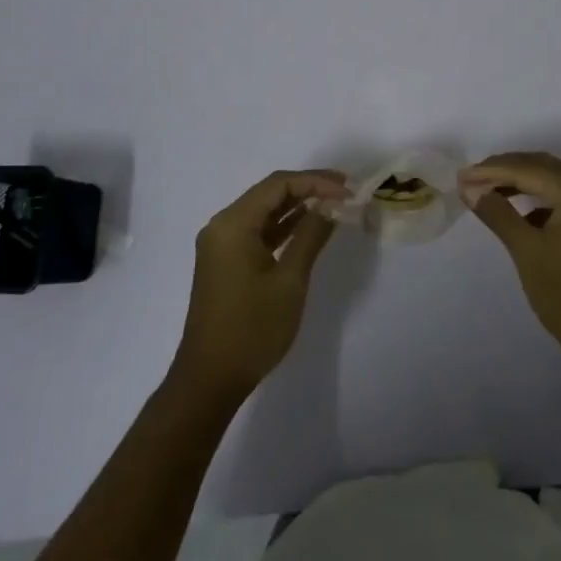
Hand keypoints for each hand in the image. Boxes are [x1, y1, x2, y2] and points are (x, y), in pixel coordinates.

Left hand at [175, 169, 348, 401]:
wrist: (210, 379)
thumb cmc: (252, 328)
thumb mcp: (289, 280)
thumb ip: (311, 235)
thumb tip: (332, 205)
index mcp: (233, 224)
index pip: (278, 184)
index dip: (316, 181)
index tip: (349, 189)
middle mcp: (222, 226)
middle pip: (269, 193)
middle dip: (309, 189)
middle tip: (346, 191)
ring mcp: (222, 245)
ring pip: (264, 212)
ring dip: (298, 206)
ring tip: (335, 205)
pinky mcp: (226, 262)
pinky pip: (258, 232)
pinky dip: (284, 227)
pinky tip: (310, 226)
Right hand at [460, 152, 560, 369]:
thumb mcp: (528, 251)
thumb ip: (498, 213)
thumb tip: (469, 188)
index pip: (529, 170)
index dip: (491, 171)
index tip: (459, 176)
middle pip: (543, 168)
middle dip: (505, 170)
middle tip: (469, 178)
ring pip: (552, 182)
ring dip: (519, 183)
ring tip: (485, 191)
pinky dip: (536, 200)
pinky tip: (515, 212)